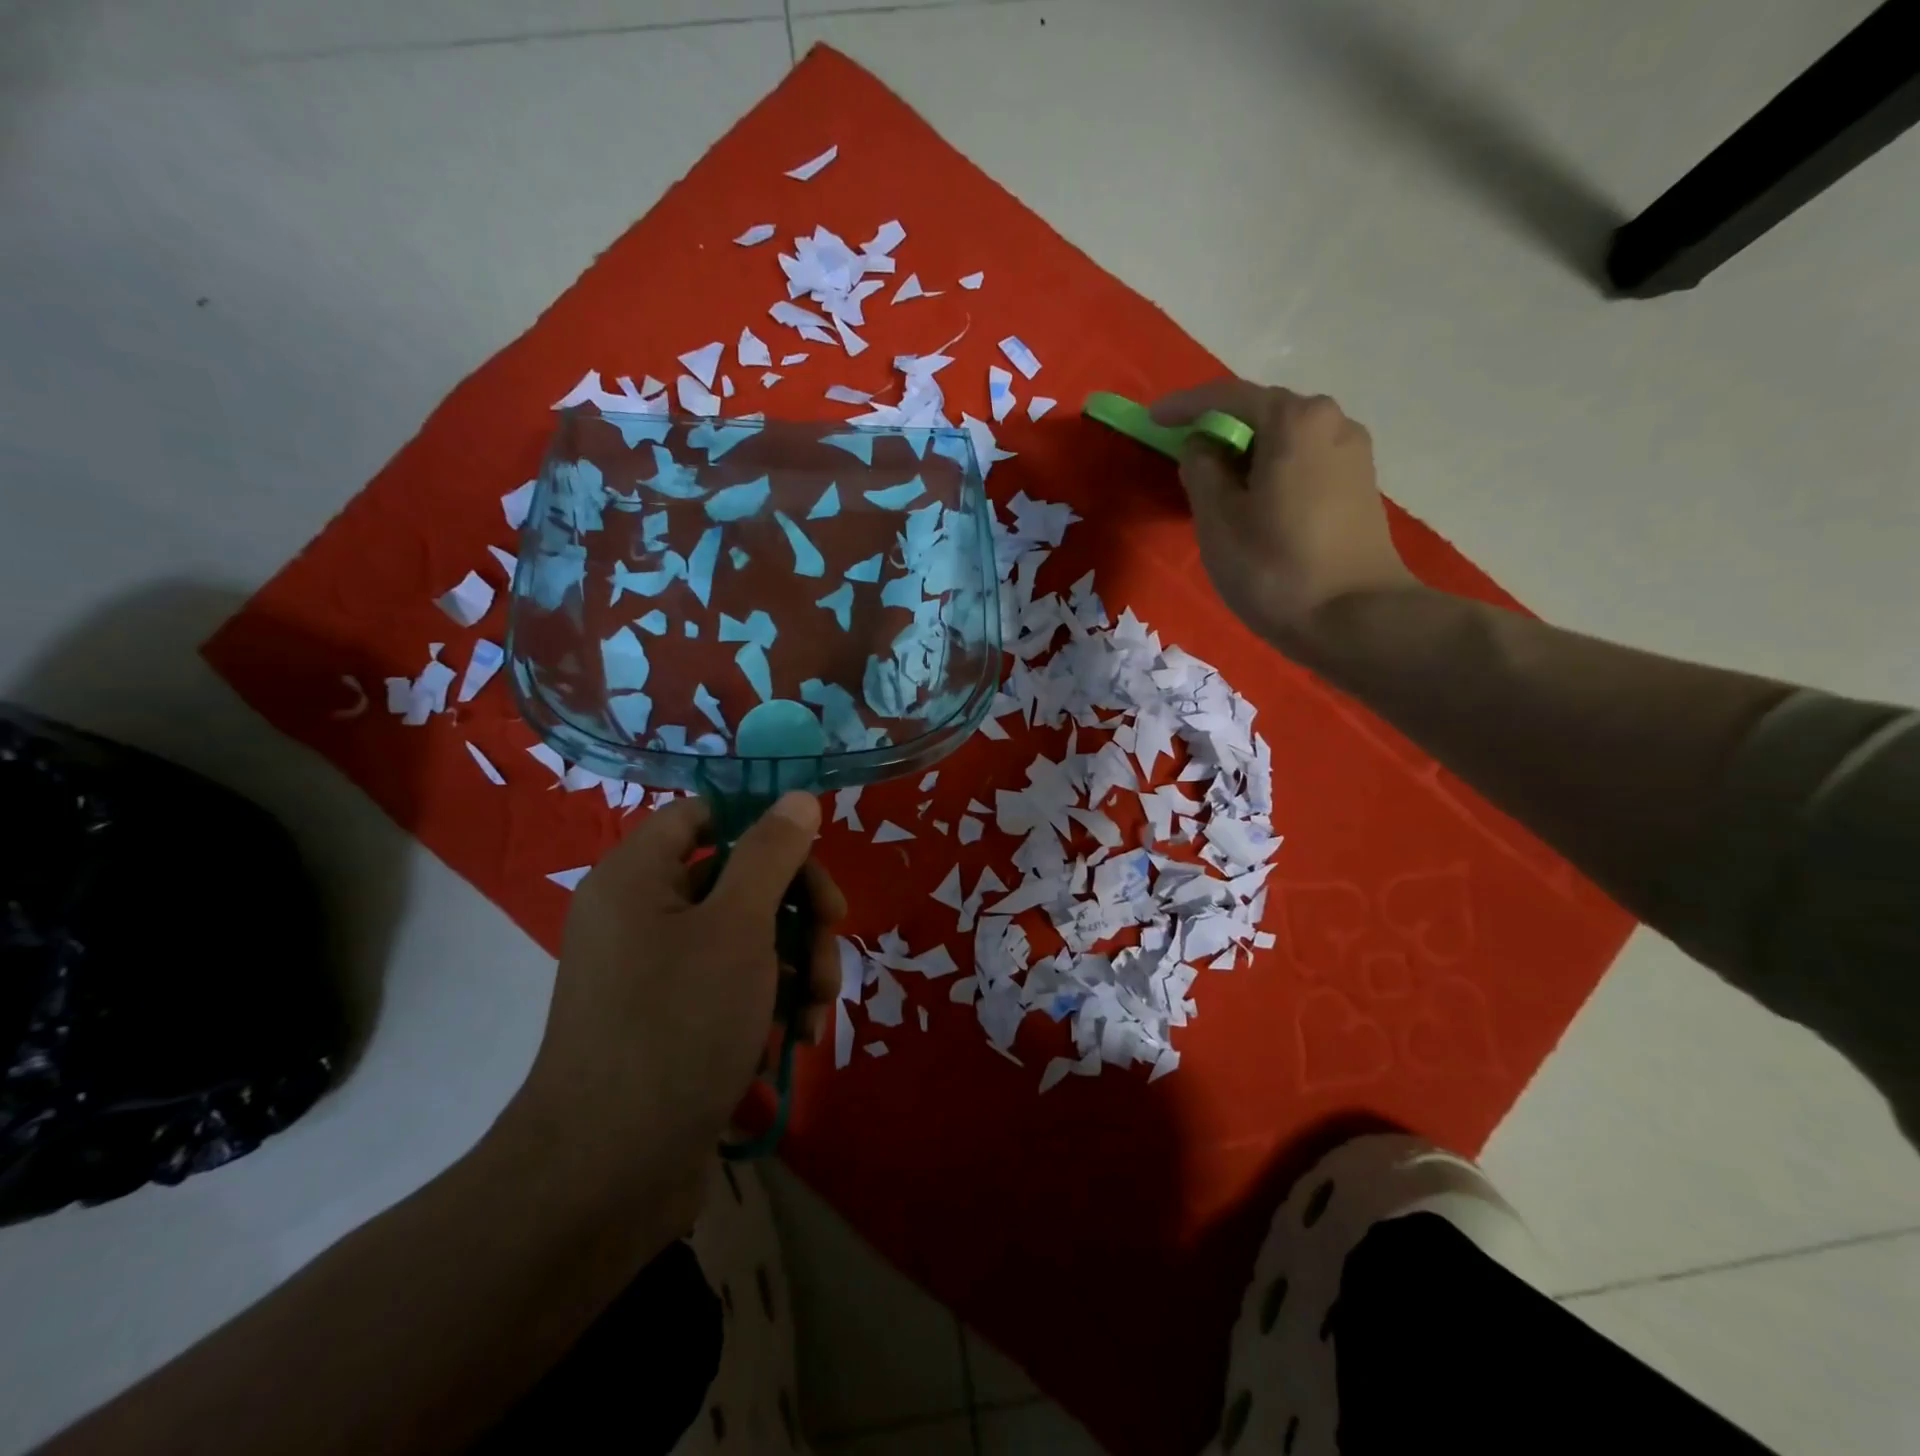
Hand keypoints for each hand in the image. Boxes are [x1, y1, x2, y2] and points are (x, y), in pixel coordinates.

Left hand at [508, 792, 844, 1210]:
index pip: (706, 814)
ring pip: (746, 936)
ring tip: (819, 1007)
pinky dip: (772, 1001)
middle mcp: (642, 914)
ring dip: (797, 962)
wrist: (607, 1176)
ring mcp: (657, 972)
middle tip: (836, 933)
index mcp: (638, 876)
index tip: (815, 854)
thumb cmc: (677, 1026)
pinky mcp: (675, 1021)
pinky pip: (733, 985)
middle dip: (798, 907)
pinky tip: (798, 1037)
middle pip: (738, 877)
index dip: (763, 824)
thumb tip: (797, 798)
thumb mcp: (739, 928)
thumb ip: (772, 854)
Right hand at [1152, 379, 1415, 650]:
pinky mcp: (1360, 486)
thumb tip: (1202, 447)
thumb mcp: (1218, 520)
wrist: (1355, 619)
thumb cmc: (1275, 568)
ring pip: (1285, 441)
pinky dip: (1272, 472)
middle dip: (1221, 430)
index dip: (1185, 406)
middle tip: (1185, 458)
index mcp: (1295, 420)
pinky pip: (1304, 463)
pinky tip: (1255, 503)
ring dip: (1248, 454)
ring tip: (1218, 487)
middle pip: (1263, 413)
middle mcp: (1332, 422)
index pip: (1229, 398)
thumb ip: (1201, 471)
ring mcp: (1353, 454)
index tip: (1152, 419)